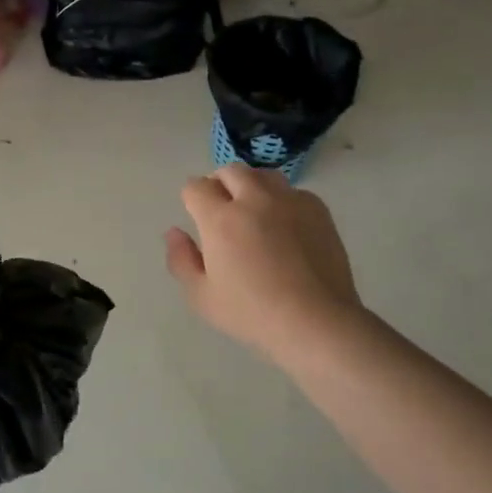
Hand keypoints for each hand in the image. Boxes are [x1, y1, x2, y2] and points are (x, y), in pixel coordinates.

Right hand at [165, 164, 362, 363]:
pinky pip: (293, 191)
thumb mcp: (201, 296)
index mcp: (220, 219)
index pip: (196, 187)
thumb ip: (181, 260)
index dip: (191, 198)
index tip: (195, 215)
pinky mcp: (317, 210)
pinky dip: (282, 200)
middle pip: (230, 171)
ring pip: (263, 175)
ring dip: (250, 185)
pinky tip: (284, 226)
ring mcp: (289, 201)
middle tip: (221, 209)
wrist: (316, 322)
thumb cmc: (252, 313)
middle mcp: (254, 200)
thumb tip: (174, 232)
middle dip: (219, 184)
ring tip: (252, 210)